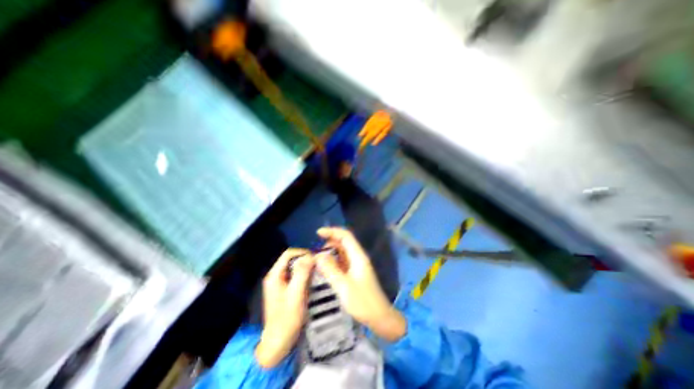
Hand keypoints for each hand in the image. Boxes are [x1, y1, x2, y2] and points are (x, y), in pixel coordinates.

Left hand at [254, 250, 314, 367]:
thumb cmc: (286, 319)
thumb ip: (301, 274)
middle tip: (318, 265)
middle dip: (305, 259)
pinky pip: (294, 275)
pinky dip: (304, 274)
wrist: (277, 344)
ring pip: (293, 267)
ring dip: (305, 267)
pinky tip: (312, 280)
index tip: (316, 259)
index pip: (288, 254)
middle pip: (291, 259)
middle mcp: (275, 276)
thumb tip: (310, 256)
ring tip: (317, 271)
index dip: (303, 252)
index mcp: (274, 275)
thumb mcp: (296, 295)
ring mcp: (278, 283)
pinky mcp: (283, 290)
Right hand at [316, 226, 407, 341]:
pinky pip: (342, 261)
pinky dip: (333, 261)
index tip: (318, 233)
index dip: (332, 231)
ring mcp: (356, 265)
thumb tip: (318, 255)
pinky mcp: (354, 273)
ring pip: (342, 252)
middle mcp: (358, 257)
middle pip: (343, 242)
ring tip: (317, 258)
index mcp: (358, 256)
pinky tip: (324, 267)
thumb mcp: (344, 286)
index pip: (345, 236)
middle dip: (329, 242)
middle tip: (315, 250)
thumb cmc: (363, 302)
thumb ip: (331, 270)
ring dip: (330, 252)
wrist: (380, 317)